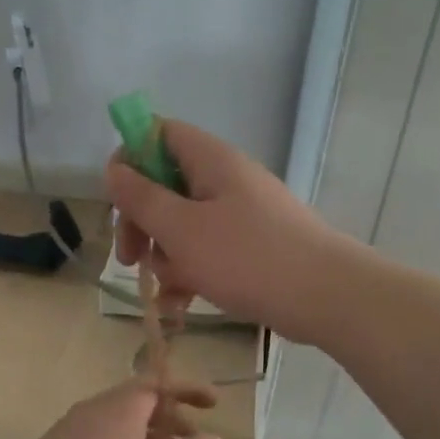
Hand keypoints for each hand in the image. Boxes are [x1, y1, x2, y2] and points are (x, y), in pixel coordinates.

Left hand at [0, 381, 221, 438]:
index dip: (190, 390)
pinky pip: (100, 436)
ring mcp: (73, 424)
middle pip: (140, 401)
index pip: (163, 383)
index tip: (213, 402)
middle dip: (170, 418)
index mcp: (126, 403)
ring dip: (146, 435)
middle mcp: (98, 405)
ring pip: (119, 421)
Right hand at [104, 119, 351, 341]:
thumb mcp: (181, 229)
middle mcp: (224, 178)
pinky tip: (181, 305)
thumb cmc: (247, 257)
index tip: (117, 200)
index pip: (157, 133)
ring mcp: (240, 212)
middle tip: (130, 259)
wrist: (326, 296)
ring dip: (165, 256)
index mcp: (209, 160)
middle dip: (141, 222)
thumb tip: (113, 169)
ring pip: (183, 223)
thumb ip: (141, 198)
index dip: (130, 159)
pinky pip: (207, 249)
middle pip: (164, 184)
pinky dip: (191, 271)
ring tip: (170, 290)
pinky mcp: (251, 245)